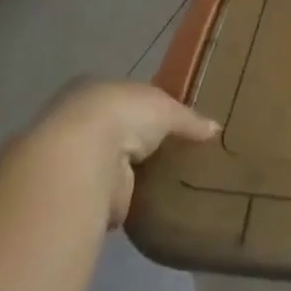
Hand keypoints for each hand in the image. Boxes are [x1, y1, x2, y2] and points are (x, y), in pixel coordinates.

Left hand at [19, 79, 219, 226]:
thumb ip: (189, 120)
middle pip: (117, 130)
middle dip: (138, 143)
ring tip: (164, 180)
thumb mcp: (167, 108)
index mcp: (97, 89)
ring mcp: (75, 156)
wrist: (83, 156)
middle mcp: (79, 120)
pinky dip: (126, 197)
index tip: (169, 124)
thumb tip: (215, 129)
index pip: (125, 98)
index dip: (146, 110)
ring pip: (110, 162)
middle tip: (171, 154)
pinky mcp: (78, 190)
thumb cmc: (124, 114)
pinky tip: (148, 201)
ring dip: (130, 172)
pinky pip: (109, 192)